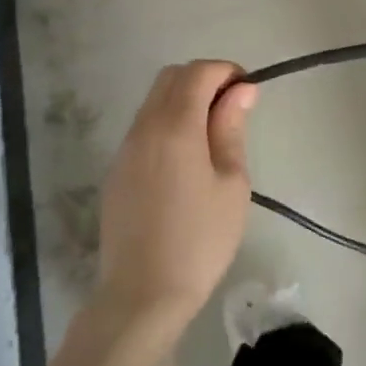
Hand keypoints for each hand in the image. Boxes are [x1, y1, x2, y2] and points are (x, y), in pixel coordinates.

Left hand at [97, 61, 258, 331]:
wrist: (143, 294)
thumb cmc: (200, 239)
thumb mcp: (231, 183)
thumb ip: (231, 129)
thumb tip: (241, 90)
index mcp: (175, 126)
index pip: (198, 72)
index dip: (226, 71)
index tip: (248, 92)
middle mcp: (144, 128)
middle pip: (170, 78)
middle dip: (204, 80)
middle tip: (232, 110)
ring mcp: (125, 149)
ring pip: (154, 101)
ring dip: (184, 101)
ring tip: (212, 137)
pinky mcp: (116, 170)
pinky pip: (143, 128)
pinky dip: (167, 124)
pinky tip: (186, 160)